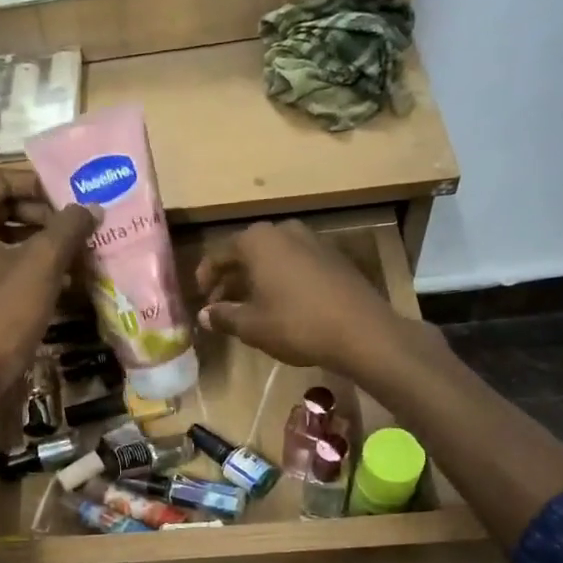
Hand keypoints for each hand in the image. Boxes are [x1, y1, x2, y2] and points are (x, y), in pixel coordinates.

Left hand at [0, 168, 96, 395]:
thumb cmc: (5, 312)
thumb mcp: (43, 263)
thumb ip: (69, 226)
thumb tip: (91, 207)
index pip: (0, 180)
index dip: (37, 184)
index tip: (70, 200)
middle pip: (6, 209)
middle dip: (46, 215)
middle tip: (79, 228)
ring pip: (11, 242)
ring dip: (46, 244)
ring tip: (81, 253)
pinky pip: (9, 270)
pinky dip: (37, 270)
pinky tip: (69, 282)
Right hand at [196, 220, 426, 374]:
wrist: (362, 331)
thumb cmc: (296, 324)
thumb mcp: (252, 325)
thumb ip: (223, 316)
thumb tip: (204, 315)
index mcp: (257, 240)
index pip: (219, 254)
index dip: (205, 277)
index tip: (200, 298)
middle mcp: (284, 231)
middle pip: (246, 252)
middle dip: (230, 278)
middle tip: (220, 305)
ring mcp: (312, 240)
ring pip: (271, 258)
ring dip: (255, 279)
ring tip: (247, 307)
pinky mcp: (332, 257)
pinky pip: (294, 263)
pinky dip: (279, 279)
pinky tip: (279, 304)